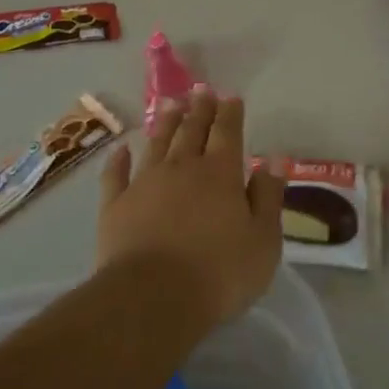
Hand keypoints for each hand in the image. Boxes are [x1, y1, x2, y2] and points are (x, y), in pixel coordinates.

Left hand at [97, 88, 286, 327]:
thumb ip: (268, 197)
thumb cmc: (219, 273)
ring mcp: (144, 184)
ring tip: (170, 105)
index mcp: (220, 174)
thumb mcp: (263, 240)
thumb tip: (273, 160)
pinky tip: (121, 150)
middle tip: (201, 91)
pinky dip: (118, 160)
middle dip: (199, 110)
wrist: (152, 298)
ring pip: (156, 144)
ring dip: (165, 123)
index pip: (227, 133)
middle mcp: (182, 168)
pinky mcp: (115, 206)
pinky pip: (116, 175)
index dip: (230, 113)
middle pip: (192, 131)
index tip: (230, 96)